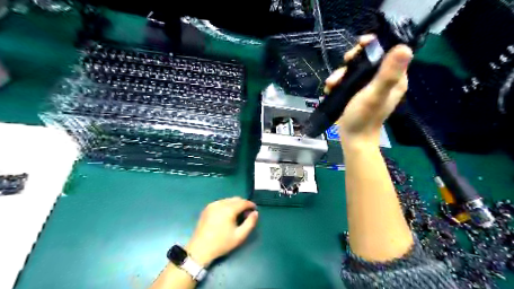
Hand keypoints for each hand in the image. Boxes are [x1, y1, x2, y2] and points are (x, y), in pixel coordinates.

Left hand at [185, 198, 256, 266]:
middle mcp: (220, 203)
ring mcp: (212, 205)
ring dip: (235, 205)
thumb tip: (255, 213)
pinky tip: (227, 216)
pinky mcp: (207, 208)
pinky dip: (227, 206)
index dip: (251, 205)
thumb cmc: (221, 243)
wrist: (200, 249)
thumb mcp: (239, 236)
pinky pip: (221, 202)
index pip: (243, 202)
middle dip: (243, 204)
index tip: (254, 210)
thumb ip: (250, 223)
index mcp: (228, 209)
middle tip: (246, 215)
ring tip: (237, 215)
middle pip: (236, 199)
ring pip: (228, 200)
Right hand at [324, 35, 411, 146]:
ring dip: (341, 74)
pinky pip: (348, 80)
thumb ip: (388, 74)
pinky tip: (330, 89)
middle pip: (369, 59)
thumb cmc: (363, 118)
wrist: (353, 138)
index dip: (375, 45)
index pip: (388, 52)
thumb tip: (404, 47)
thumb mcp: (374, 95)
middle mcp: (383, 80)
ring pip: (355, 69)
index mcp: (395, 78)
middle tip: (344, 63)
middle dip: (353, 61)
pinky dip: (338, 82)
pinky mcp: (357, 93)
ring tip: (331, 84)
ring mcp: (369, 87)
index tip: (360, 44)